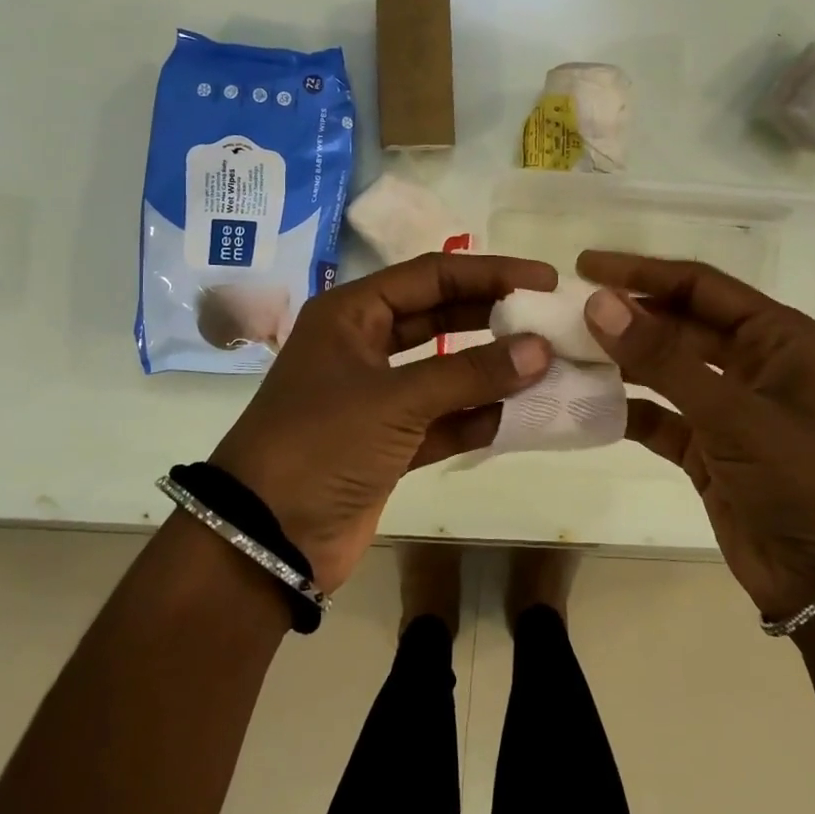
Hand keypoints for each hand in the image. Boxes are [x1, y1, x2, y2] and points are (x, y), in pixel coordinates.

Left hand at [210, 254, 555, 591]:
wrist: (265, 541)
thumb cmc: (320, 446)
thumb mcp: (395, 400)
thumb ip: (470, 374)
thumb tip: (540, 350)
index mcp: (352, 315)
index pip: (432, 275)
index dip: (490, 273)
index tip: (544, 281)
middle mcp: (364, 346)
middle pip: (440, 316)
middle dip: (493, 317)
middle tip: (549, 319)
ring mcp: (376, 397)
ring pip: (445, 370)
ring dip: (490, 370)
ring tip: (546, 367)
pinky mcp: (387, 443)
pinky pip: (442, 419)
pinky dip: (475, 418)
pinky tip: (516, 417)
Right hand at [577, 251, 814, 620]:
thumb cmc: (801, 479)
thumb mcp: (733, 412)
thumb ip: (663, 358)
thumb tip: (598, 302)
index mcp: (775, 336)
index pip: (699, 286)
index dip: (642, 272)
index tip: (585, 265)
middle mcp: (751, 363)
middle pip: (677, 324)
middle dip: (626, 318)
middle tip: (565, 313)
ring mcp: (727, 407)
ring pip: (664, 370)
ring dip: (620, 362)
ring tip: (564, 352)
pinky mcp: (707, 448)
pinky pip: (658, 417)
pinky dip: (626, 411)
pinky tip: (585, 406)